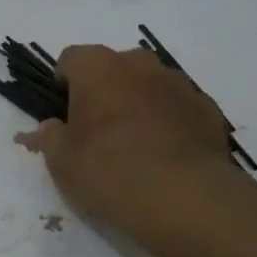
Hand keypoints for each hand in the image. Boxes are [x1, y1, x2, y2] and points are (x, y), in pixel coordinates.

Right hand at [18, 45, 242, 236]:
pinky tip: (166, 156)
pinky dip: (169, 122)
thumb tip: (51, 126)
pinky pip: (177, 107)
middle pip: (113, 68)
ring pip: (147, 86)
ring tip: (136, 147)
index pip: (70, 59)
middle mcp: (138, 63)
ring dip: (138, 105)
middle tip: (98, 133)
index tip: (65, 115)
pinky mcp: (206, 107)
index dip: (64, 85)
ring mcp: (177, 82)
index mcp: (97, 67)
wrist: (185, 197)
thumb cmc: (110, 172)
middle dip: (104, 92)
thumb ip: (50, 138)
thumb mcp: (62, 163)